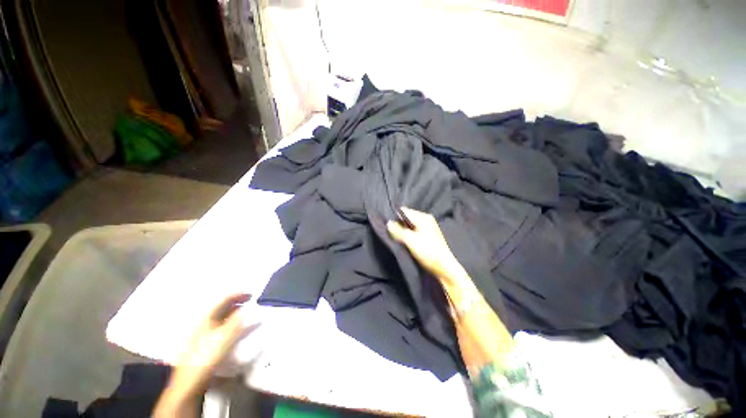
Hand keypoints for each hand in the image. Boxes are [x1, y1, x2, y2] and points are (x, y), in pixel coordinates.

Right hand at [386, 207, 465, 286]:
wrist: (444, 267)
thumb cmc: (427, 251)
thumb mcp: (410, 240)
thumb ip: (398, 230)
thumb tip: (388, 223)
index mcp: (423, 217)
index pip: (404, 211)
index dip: (395, 217)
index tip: (388, 225)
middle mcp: (426, 219)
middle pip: (408, 218)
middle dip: (399, 224)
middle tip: (391, 232)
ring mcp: (428, 228)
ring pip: (411, 225)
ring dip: (403, 230)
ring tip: (397, 237)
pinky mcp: (429, 236)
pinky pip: (415, 231)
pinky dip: (409, 234)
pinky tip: (405, 241)